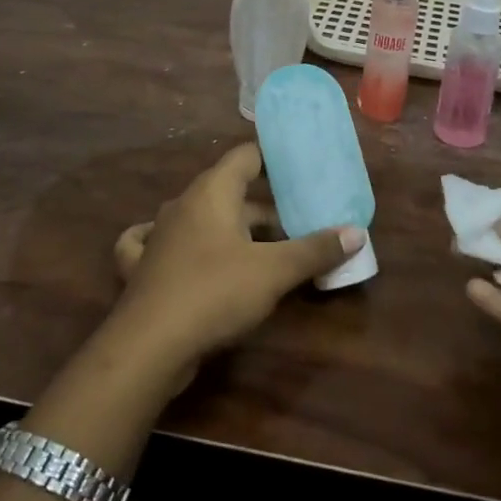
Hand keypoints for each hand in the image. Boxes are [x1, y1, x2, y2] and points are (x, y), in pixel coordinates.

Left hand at [109, 144, 364, 378]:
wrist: (149, 345)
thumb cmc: (215, 292)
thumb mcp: (274, 271)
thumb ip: (315, 250)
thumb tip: (356, 233)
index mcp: (213, 191)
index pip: (245, 156)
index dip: (272, 157)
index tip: (300, 166)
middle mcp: (184, 204)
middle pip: (229, 191)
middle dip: (264, 206)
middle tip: (298, 219)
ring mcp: (159, 234)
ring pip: (201, 218)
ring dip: (231, 227)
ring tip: (265, 244)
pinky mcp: (143, 266)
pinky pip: (159, 242)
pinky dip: (176, 242)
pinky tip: (179, 248)